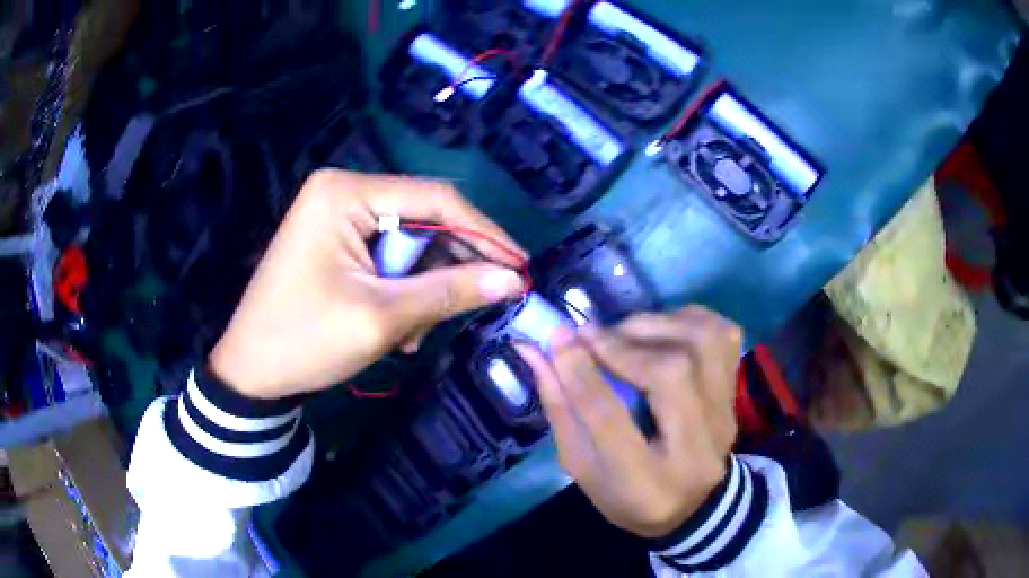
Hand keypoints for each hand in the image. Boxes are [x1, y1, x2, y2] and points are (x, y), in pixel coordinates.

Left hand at [209, 169, 525, 398]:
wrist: (249, 373)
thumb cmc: (304, 340)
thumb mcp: (382, 318)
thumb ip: (450, 292)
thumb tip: (512, 279)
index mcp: (346, 193)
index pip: (435, 199)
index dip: (484, 233)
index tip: (519, 266)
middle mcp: (343, 192)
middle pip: (422, 220)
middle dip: (448, 268)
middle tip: (475, 306)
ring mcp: (337, 215)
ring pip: (409, 245)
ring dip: (423, 289)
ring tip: (415, 334)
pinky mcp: (336, 240)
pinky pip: (388, 258)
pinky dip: (402, 292)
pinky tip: (398, 329)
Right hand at [516, 307, 741, 537]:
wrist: (692, 507)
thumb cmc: (627, 495)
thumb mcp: (581, 467)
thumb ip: (560, 408)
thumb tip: (535, 349)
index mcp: (645, 484)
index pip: (610, 418)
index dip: (580, 372)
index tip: (558, 338)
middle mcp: (697, 449)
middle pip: (670, 374)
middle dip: (624, 345)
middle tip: (592, 336)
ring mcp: (724, 417)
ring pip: (702, 344)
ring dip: (657, 325)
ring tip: (626, 332)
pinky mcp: (735, 394)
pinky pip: (722, 335)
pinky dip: (688, 320)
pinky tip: (662, 330)